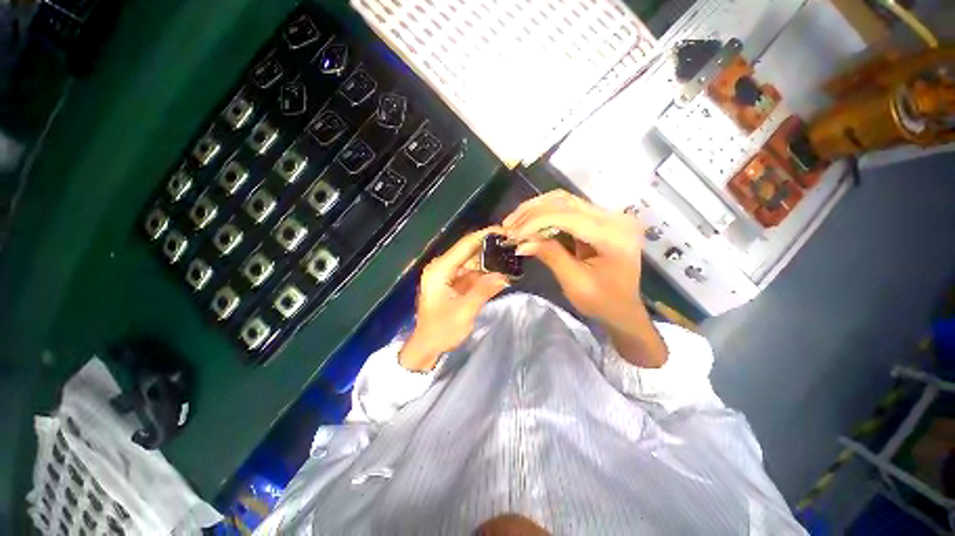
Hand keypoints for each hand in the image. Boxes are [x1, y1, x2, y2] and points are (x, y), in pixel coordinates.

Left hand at [399, 227, 510, 370]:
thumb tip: (504, 275)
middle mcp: (442, 267)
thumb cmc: (441, 330)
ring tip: (510, 259)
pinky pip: (471, 273)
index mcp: (440, 269)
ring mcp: (447, 275)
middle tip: (512, 246)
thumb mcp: (465, 310)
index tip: (504, 231)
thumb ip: (484, 290)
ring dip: (489, 262)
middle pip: (469, 251)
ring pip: (472, 262)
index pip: (465, 245)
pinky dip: (484, 273)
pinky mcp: (452, 283)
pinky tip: (499, 273)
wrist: (427, 347)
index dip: (485, 236)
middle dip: (490, 249)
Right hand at [503, 190, 642, 324]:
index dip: (536, 222)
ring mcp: (608, 215)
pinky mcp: (599, 219)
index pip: (568, 217)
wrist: (623, 308)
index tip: (513, 234)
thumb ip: (550, 256)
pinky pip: (568, 209)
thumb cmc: (602, 302)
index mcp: (614, 235)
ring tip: (514, 223)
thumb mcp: (574, 283)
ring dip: (535, 210)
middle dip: (532, 212)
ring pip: (564, 200)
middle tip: (508, 226)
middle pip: (565, 201)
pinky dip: (545, 214)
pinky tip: (528, 223)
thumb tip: (521, 242)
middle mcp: (614, 218)